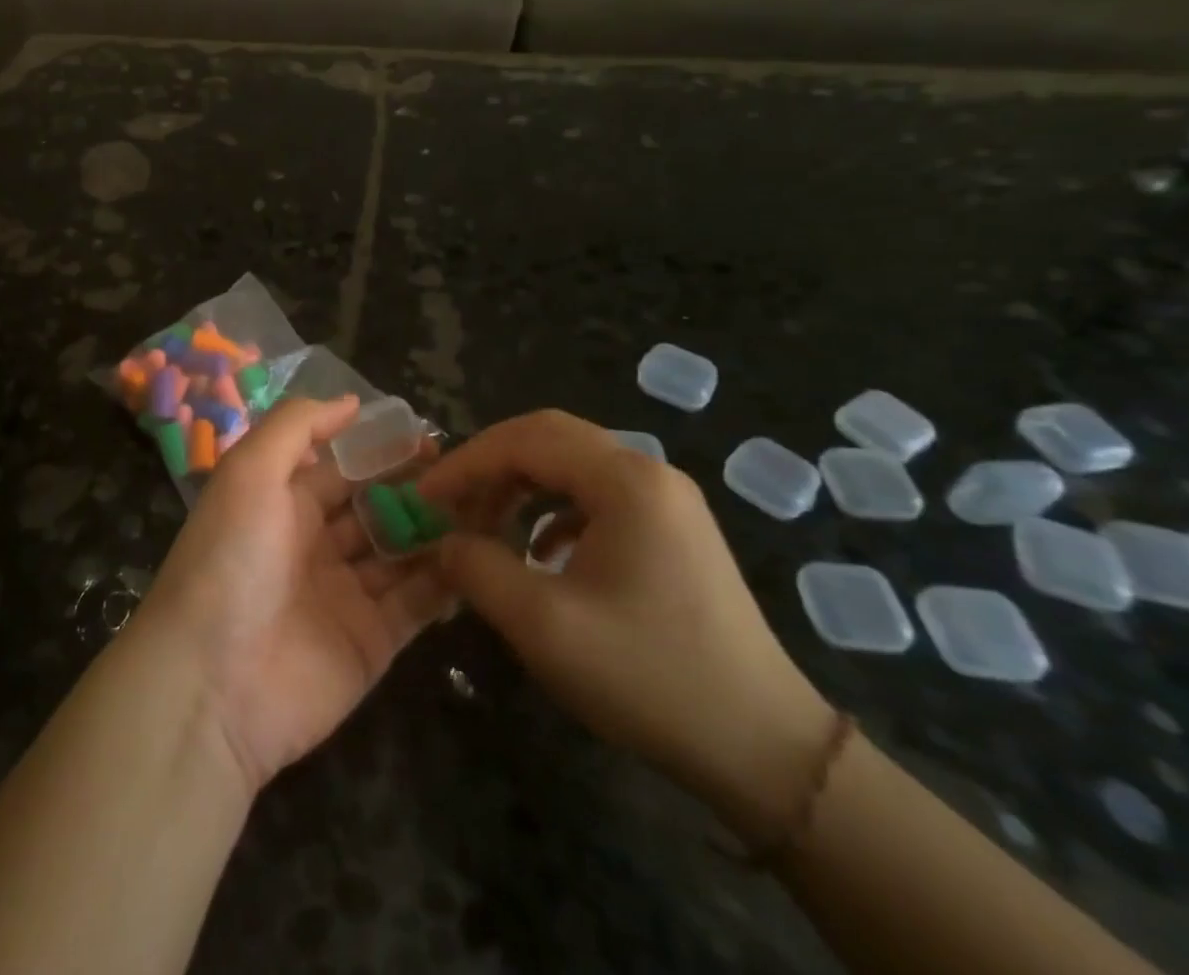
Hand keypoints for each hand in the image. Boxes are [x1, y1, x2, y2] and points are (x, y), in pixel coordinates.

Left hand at [139, 396, 451, 792]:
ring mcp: (345, 594)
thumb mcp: (249, 472)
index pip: (342, 466)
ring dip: (438, 529)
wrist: (212, 684)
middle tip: (468, 473)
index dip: (382, 450)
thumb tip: (351, 402)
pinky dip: (446, 580)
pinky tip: (480, 556)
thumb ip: (297, 427)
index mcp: (283, 502)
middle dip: (416, 488)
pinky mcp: (372, 641)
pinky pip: (417, 603)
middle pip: (376, 507)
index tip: (429, 436)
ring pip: (401, 551)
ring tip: (487, 506)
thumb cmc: (230, 560)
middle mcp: (314, 544)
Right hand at [419, 410, 837, 840]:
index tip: (424, 497)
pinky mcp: (672, 531)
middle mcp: (649, 473)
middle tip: (449, 501)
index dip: (465, 462)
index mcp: (625, 480)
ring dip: (519, 484)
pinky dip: (552, 508)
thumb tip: (444, 540)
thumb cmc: (649, 677)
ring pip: (572, 465)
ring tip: (484, 524)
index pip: (524, 440)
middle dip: (489, 464)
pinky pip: (596, 496)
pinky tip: (539, 550)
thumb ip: (478, 568)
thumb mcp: (543, 625)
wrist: (765, 750)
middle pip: (549, 438)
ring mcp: (667, 501)